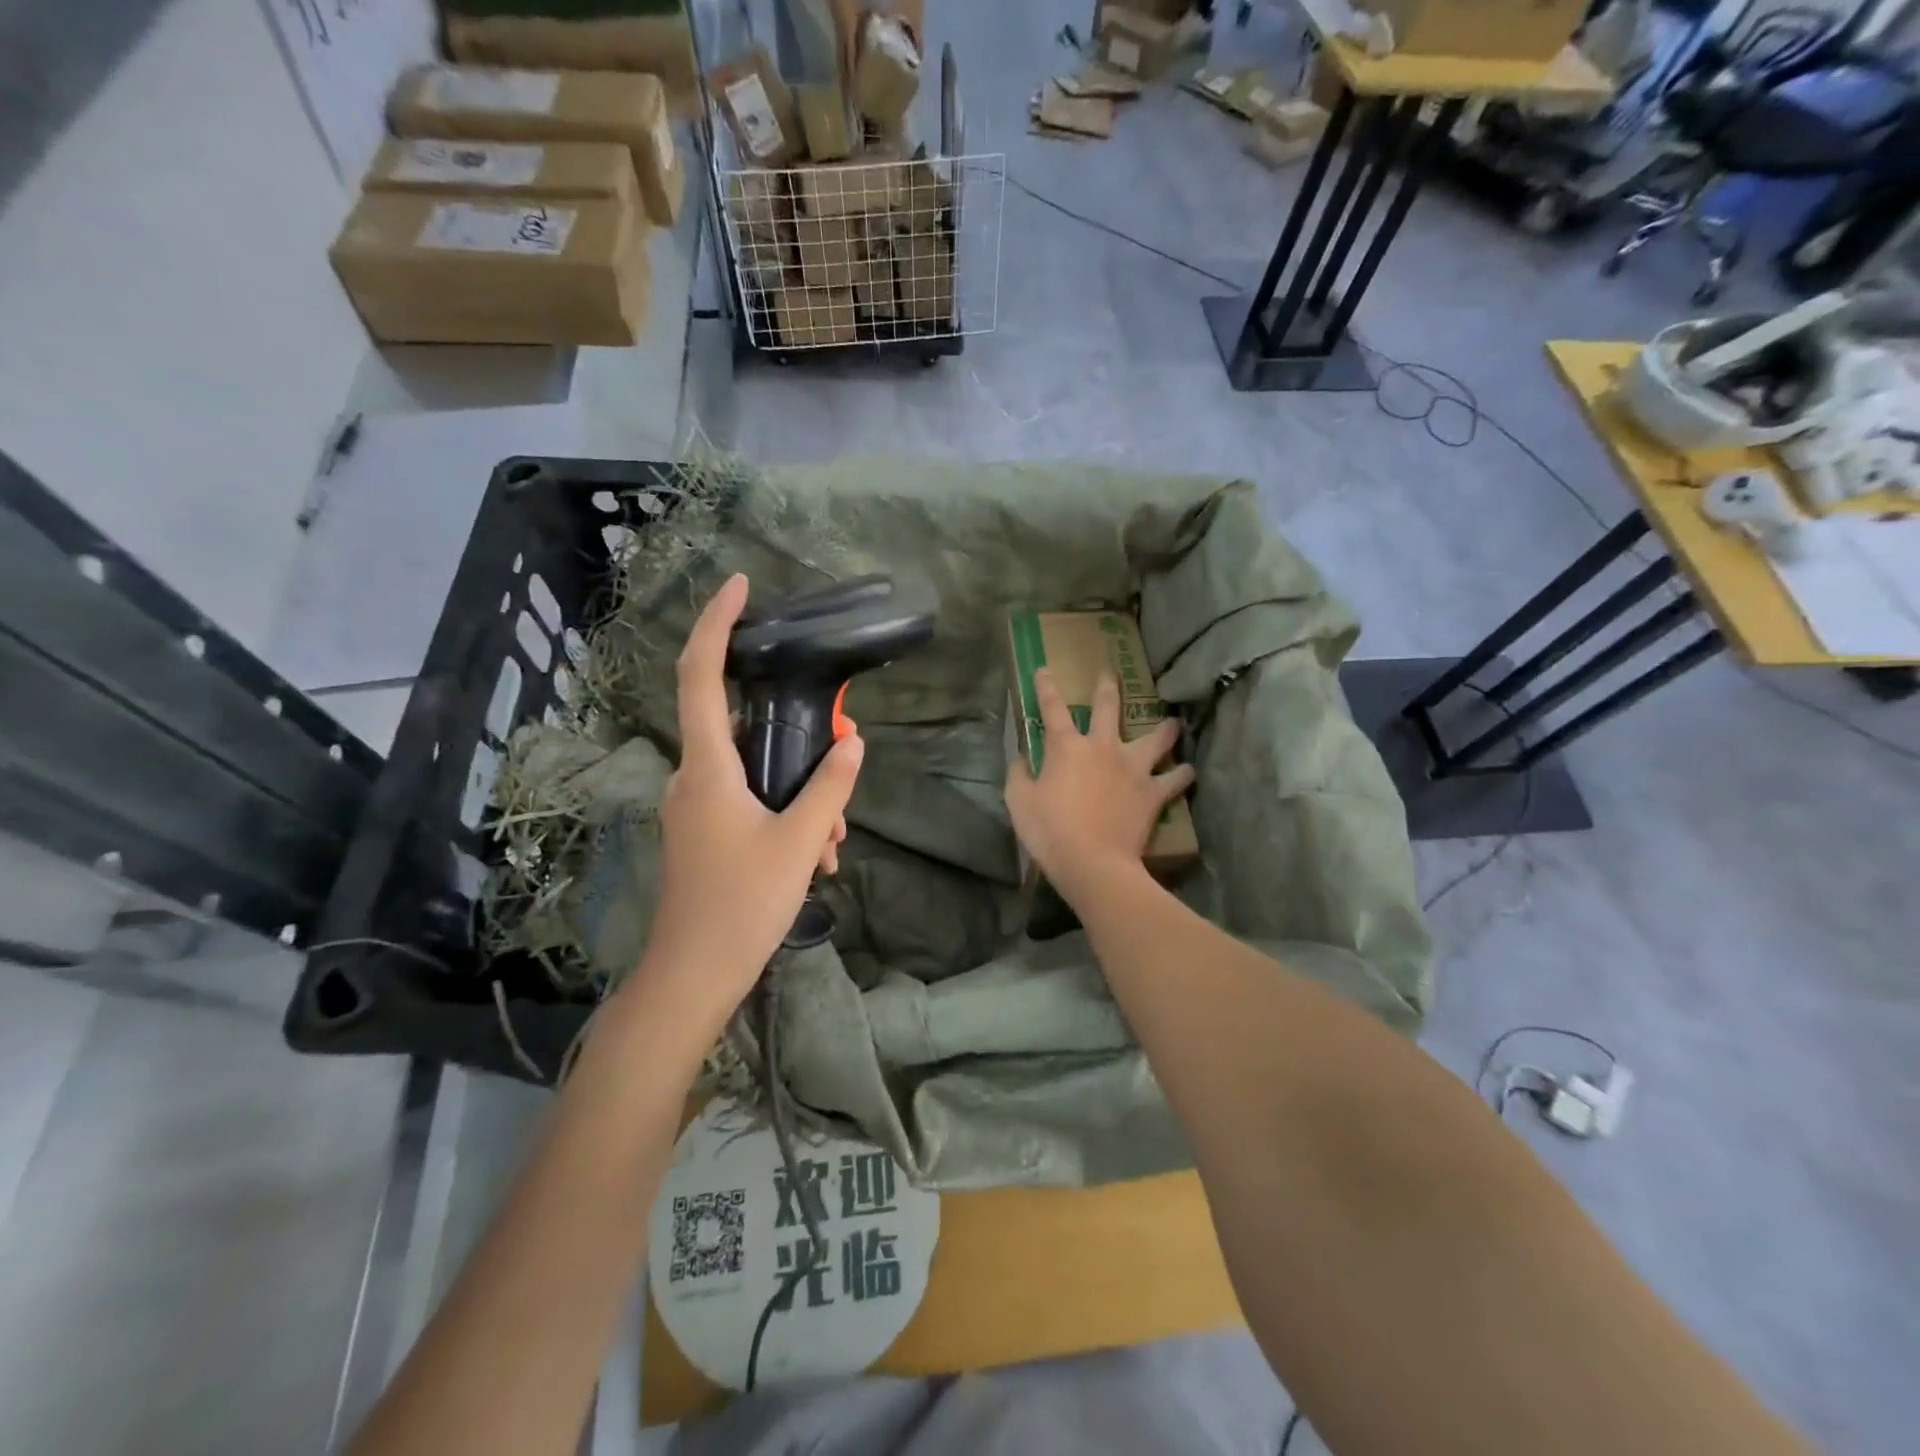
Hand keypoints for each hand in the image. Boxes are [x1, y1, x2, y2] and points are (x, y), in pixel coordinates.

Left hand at [636, 575, 860, 1020]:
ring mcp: (695, 806)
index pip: (700, 676)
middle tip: (840, 749)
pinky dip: (784, 812)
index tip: (738, 586)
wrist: (694, 975)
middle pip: (742, 726)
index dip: (715, 624)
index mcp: (707, 768)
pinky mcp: (703, 830)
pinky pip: (748, 800)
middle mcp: (692, 777)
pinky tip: (817, 853)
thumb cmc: (743, 905)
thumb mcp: (799, 843)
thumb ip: (829, 788)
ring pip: (754, 771)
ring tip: (833, 838)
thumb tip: (852, 743)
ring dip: (800, 790)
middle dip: (796, 735)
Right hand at [1004, 668, 1194, 905]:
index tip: (1045, 670)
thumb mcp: (1019, 802)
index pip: (1053, 708)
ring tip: (1172, 722)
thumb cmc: (1050, 831)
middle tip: (1110, 674)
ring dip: (1164, 728)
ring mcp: (1132, 768)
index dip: (1047, 687)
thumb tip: (1022, 759)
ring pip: (1155, 738)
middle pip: (1107, 708)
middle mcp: (1102, 747)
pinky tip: (1188, 770)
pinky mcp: (1152, 793)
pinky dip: (1182, 774)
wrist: (1093, 862)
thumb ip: (1019, 774)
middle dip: (1107, 689)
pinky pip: (1174, 779)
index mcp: (1066, 747)